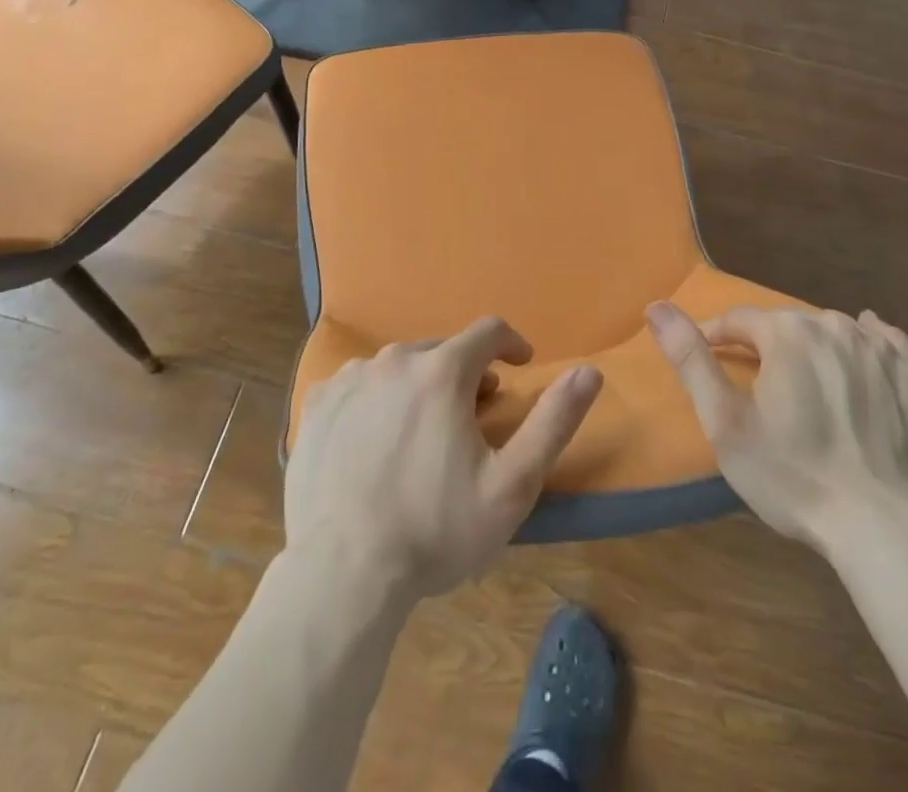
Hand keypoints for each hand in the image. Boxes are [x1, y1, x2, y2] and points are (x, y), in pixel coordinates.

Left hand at [285, 317, 602, 599]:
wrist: (341, 574)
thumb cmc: (435, 530)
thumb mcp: (512, 484)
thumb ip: (553, 421)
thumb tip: (589, 371)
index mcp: (442, 370)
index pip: (488, 331)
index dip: (511, 344)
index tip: (520, 365)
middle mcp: (395, 360)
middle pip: (442, 350)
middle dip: (465, 373)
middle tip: (473, 415)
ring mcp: (350, 378)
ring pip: (398, 367)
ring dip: (420, 385)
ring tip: (423, 432)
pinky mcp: (318, 404)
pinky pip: (358, 385)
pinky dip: (377, 399)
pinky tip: (375, 439)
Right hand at [646, 301, 907, 551]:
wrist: (883, 528)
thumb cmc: (792, 475)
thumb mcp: (724, 422)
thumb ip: (690, 359)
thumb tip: (655, 306)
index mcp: (786, 333)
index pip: (738, 319)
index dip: (717, 336)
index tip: (708, 358)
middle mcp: (833, 326)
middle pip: (787, 324)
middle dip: (767, 346)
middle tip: (760, 386)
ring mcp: (880, 350)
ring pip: (834, 330)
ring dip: (813, 348)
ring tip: (807, 383)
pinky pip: (887, 343)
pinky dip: (871, 345)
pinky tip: (864, 359)